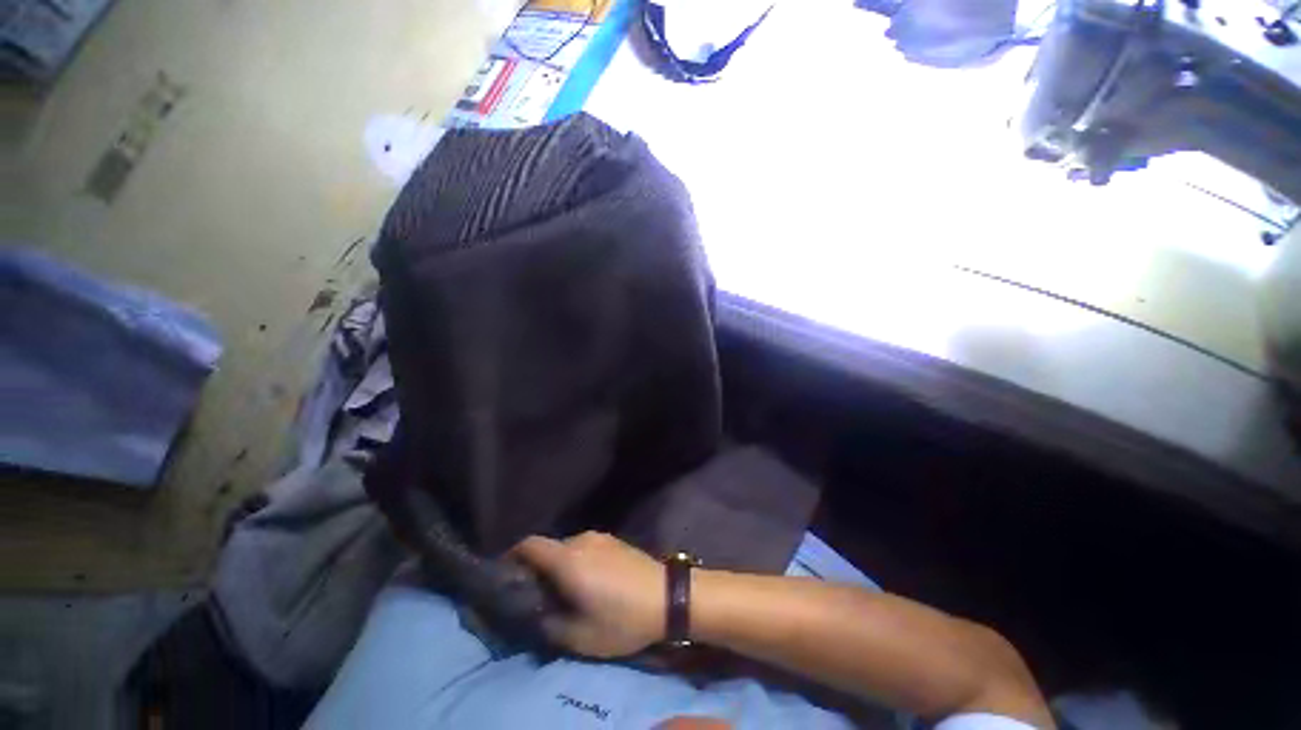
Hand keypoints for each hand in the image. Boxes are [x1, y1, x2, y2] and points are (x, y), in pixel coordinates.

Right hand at [509, 531, 664, 657]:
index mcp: (568, 559)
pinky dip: (576, 562)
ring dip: (559, 567)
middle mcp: (581, 539)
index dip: (512, 556)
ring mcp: (600, 537)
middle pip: (548, 548)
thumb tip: (532, 611)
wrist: (667, 596)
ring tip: (563, 593)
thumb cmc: (622, 619)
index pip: (529, 545)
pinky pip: (585, 548)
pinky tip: (588, 583)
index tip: (505, 576)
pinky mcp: (614, 540)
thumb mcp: (579, 636)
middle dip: (537, 569)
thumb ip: (547, 623)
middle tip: (536, 596)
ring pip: (567, 549)